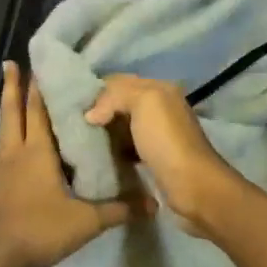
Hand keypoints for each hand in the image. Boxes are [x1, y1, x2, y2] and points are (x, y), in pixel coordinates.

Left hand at [0, 63, 149, 266]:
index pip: (38, 111)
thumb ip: (119, 210)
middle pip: (12, 114)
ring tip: (10, 106)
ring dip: (7, 117)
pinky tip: (5, 164)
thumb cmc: (41, 229)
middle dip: (11, 88)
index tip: (36, 65)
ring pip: (2, 136)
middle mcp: (14, 155)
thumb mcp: (87, 221)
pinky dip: (3, 155)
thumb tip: (153, 204)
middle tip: (9, 65)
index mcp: (36, 153)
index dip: (38, 88)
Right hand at [84, 74, 245, 234]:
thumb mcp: (144, 102)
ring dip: (105, 132)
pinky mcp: (153, 157)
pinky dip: (114, 149)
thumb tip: (91, 114)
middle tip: (74, 125)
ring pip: (123, 125)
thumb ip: (115, 96)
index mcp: (160, 89)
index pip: (120, 81)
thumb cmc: (166, 140)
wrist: (192, 185)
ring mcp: (157, 133)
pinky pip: (127, 146)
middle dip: (99, 111)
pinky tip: (100, 156)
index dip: (97, 91)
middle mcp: (160, 107)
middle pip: (121, 103)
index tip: (74, 106)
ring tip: (82, 140)